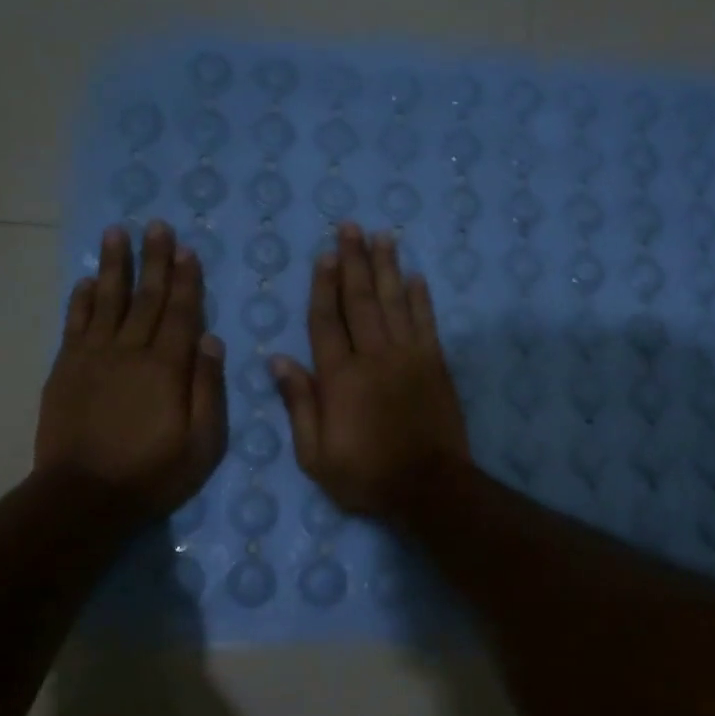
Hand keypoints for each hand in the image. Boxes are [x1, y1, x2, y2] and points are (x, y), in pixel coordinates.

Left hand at [35, 222, 226, 520]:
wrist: (84, 496)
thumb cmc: (153, 473)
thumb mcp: (202, 443)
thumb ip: (208, 389)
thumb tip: (212, 340)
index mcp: (167, 368)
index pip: (181, 314)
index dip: (186, 281)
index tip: (187, 250)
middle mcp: (130, 352)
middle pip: (146, 298)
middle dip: (154, 260)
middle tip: (157, 225)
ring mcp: (93, 358)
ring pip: (106, 301)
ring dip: (114, 266)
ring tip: (117, 233)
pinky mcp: (65, 370)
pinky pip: (75, 324)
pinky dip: (81, 300)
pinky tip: (85, 281)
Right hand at [271, 224, 470, 516]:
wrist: (429, 487)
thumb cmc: (367, 476)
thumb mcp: (316, 456)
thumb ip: (299, 405)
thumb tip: (278, 361)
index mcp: (340, 378)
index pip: (327, 322)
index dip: (324, 286)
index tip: (324, 255)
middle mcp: (374, 357)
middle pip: (361, 300)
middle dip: (354, 261)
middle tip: (351, 227)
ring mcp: (409, 358)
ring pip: (395, 303)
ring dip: (387, 268)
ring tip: (382, 237)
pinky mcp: (436, 365)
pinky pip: (426, 323)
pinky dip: (421, 299)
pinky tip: (416, 277)